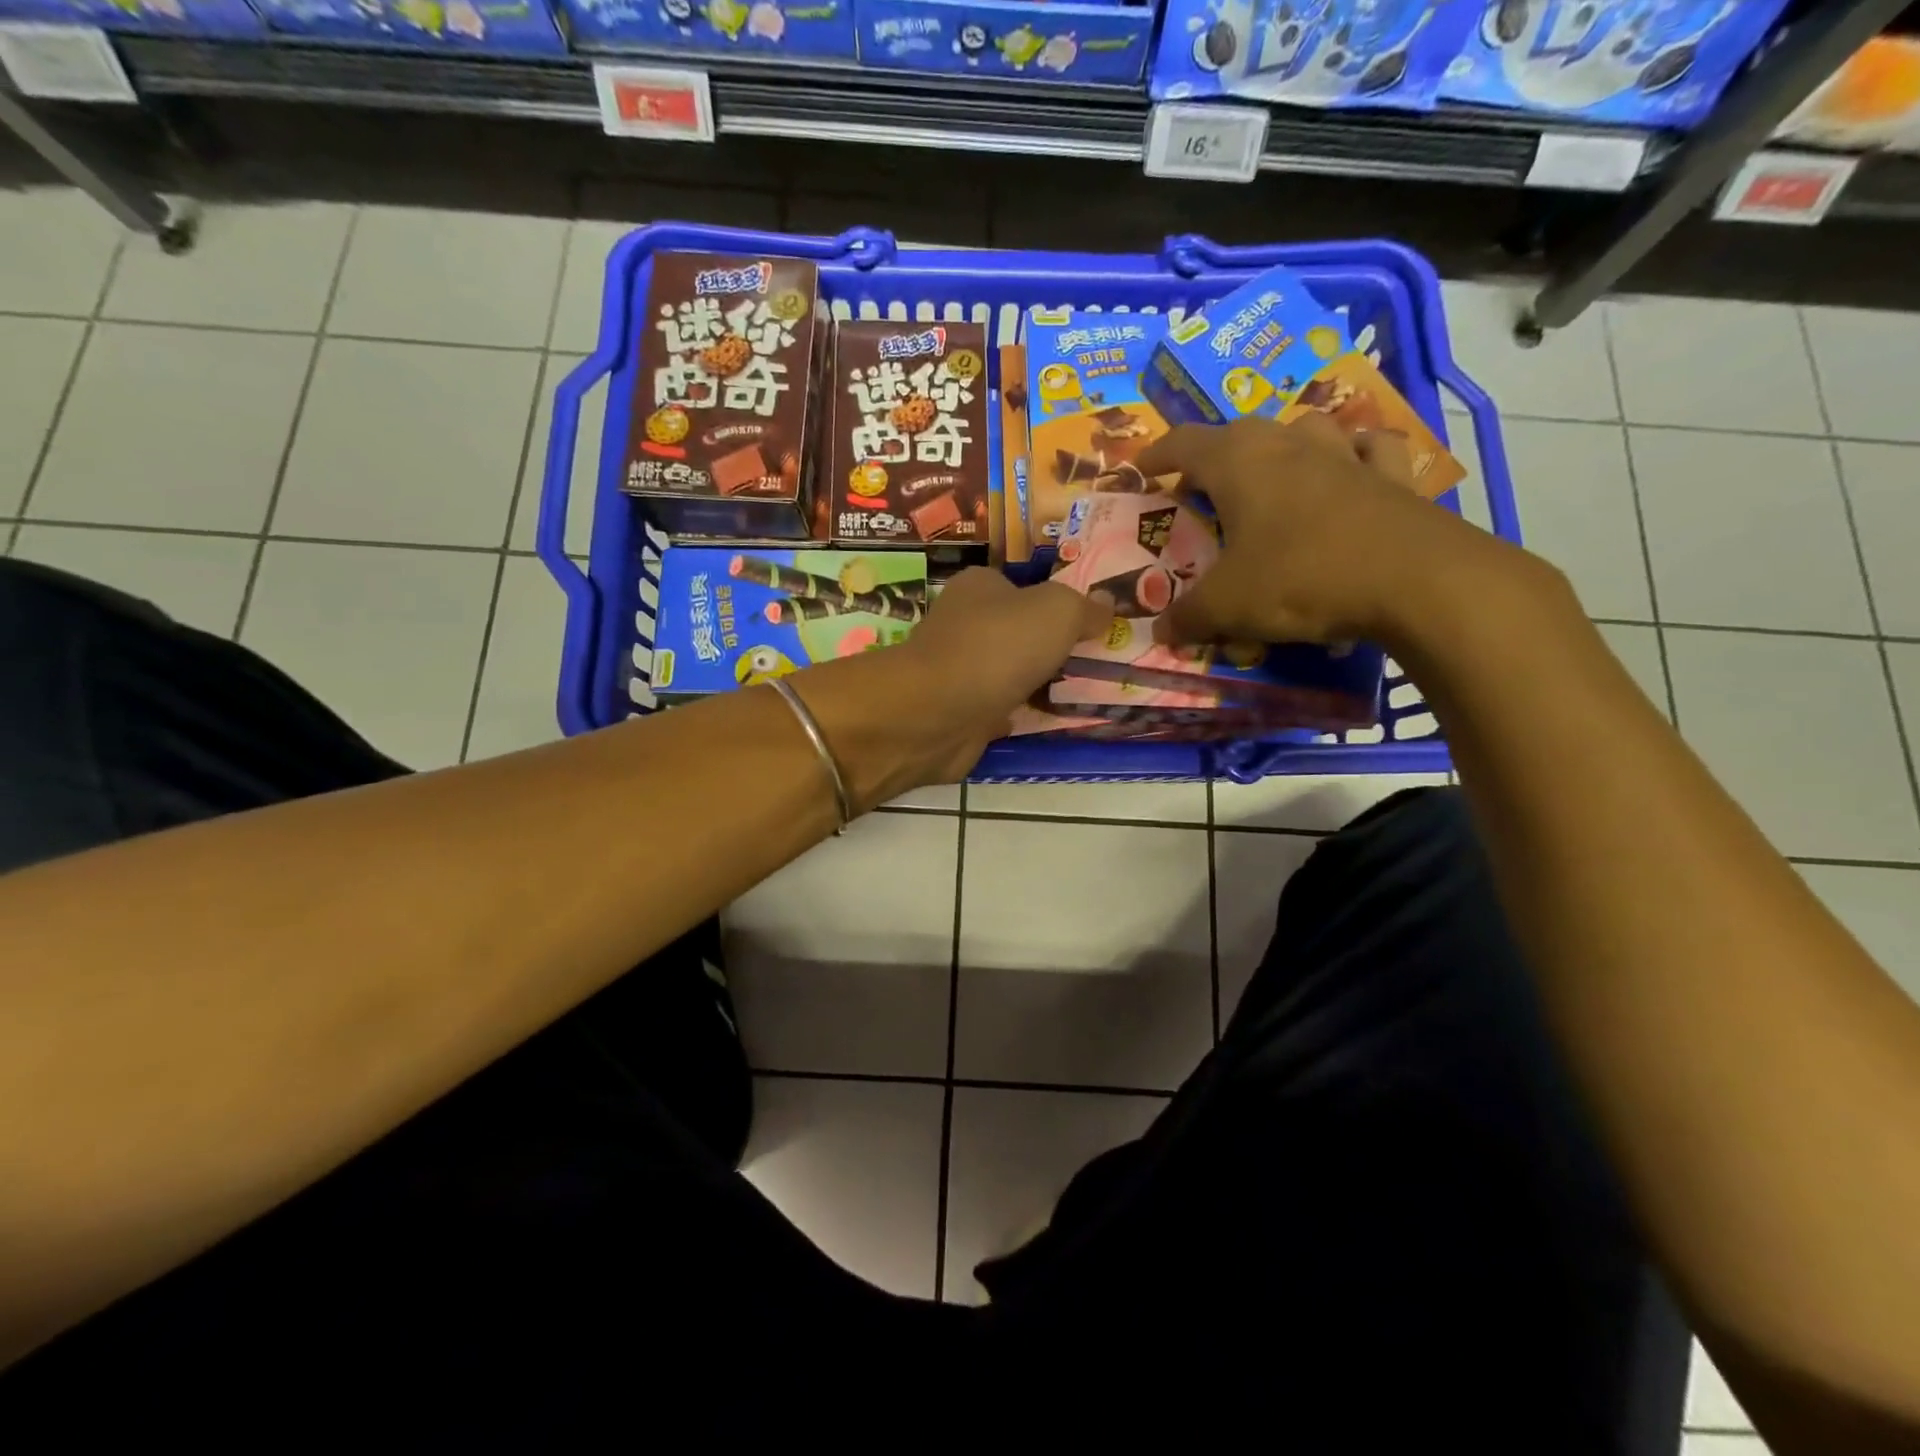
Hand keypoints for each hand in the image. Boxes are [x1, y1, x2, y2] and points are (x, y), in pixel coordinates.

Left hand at [900, 568, 1110, 778]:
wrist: (938, 713)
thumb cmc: (998, 646)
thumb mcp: (1058, 612)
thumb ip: (1085, 608)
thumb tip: (1108, 604)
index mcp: (978, 586)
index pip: (1021, 586)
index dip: (1054, 602)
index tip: (1089, 624)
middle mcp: (962, 624)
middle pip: (1015, 631)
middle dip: (1048, 647)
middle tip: (1092, 662)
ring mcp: (956, 671)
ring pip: (1007, 673)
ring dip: (1035, 683)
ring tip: (1080, 694)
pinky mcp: (956, 713)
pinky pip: (998, 709)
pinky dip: (1018, 715)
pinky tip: (1047, 721)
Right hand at [1134, 413, 1511, 650]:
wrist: (1413, 580)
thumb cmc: (1300, 578)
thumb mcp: (1228, 606)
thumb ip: (1189, 616)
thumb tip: (1162, 631)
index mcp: (1238, 463)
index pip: (1183, 443)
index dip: (1157, 455)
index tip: (1140, 468)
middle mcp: (1289, 443)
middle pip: (1240, 433)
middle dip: (1214, 458)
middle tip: (1202, 491)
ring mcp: (1345, 453)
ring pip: (1304, 429)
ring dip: (1282, 447)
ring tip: (1273, 476)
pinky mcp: (1392, 474)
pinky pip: (1368, 449)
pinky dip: (1353, 455)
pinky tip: (1349, 471)